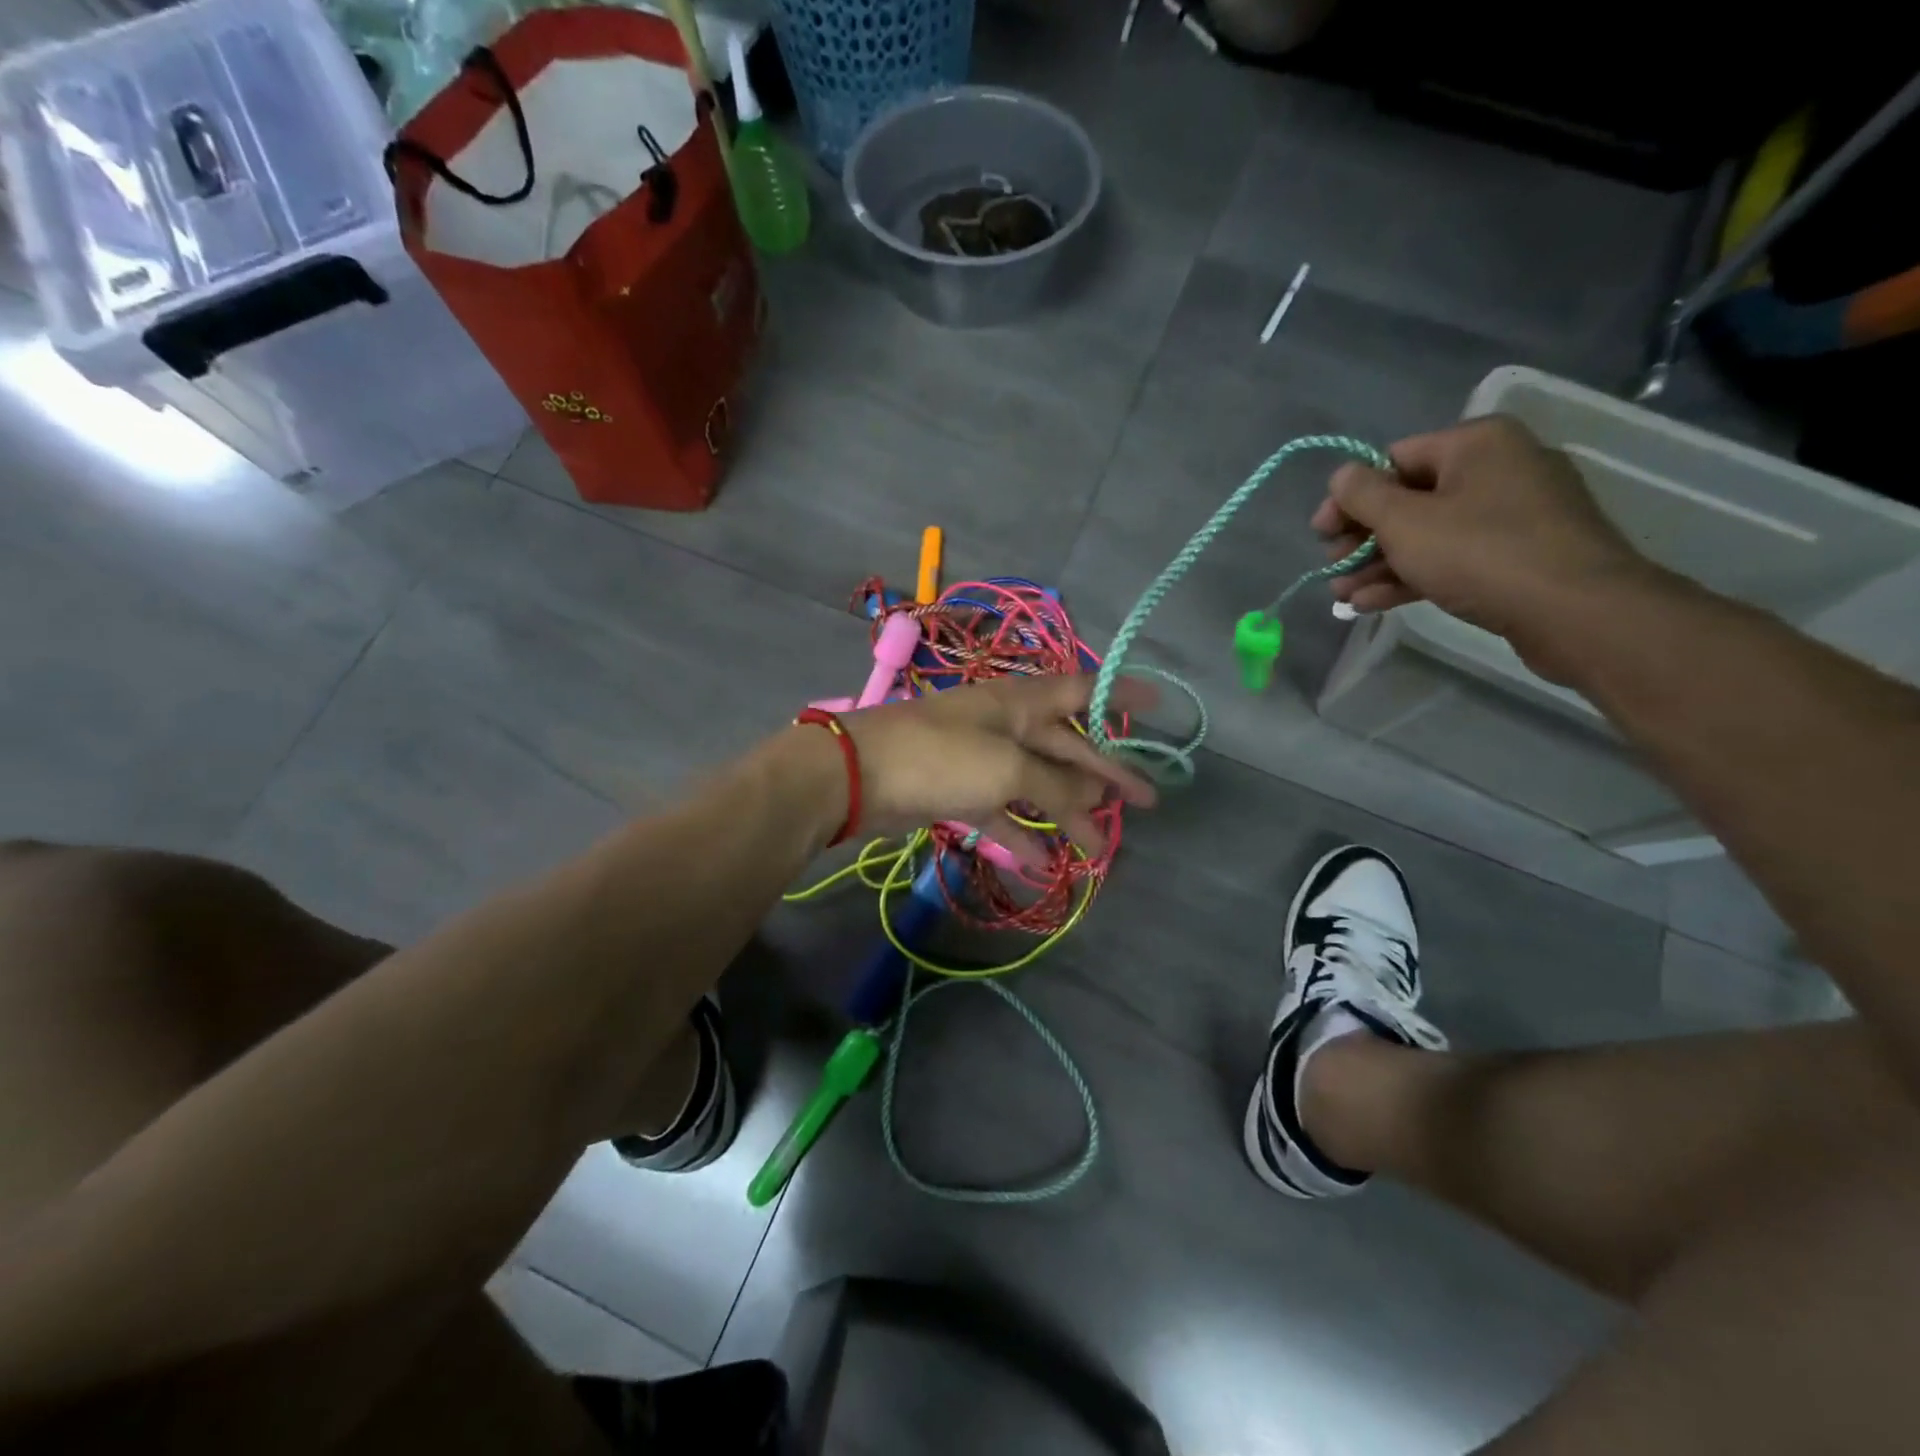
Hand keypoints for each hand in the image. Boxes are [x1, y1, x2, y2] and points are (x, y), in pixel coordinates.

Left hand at [837, 674, 1158, 859]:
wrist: (859, 776)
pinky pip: (1003, 813)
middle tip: (1145, 802)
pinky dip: (1023, 835)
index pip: (1082, 690)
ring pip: (1037, 786)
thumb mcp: (1008, 768)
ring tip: (1100, 848)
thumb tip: (1093, 803)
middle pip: (1067, 749)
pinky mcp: (960, 792)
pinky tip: (1044, 862)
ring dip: (1067, 815)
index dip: (1121, 695)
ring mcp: (982, 760)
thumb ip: (1056, 786)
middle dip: (1105, 775)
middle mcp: (1006, 726)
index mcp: (1021, 702)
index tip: (1158, 706)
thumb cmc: (941, 756)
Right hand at [1312, 416, 1659, 681]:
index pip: (1393, 459)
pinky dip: (1413, 576)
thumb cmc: (1480, 553)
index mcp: (1476, 444)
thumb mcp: (1405, 523)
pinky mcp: (1520, 555)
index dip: (1349, 498)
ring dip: (1379, 565)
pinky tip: (1374, 604)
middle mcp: (1499, 468)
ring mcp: (1514, 514)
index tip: (1320, 535)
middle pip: (1409, 499)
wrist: (1575, 611)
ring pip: (1428, 534)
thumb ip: (1363, 496)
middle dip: (1363, 539)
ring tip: (1343, 596)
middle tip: (1333, 569)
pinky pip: (1454, 557)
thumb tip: (1341, 475)